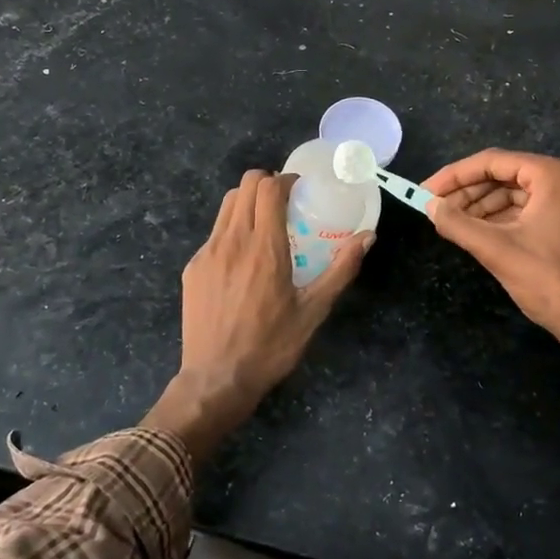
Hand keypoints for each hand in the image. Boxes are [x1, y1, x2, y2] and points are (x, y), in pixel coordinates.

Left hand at [144, 171, 369, 460]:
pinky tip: (242, 261)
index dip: (285, 180)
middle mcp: (232, 240)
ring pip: (226, 206)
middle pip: (244, 186)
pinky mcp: (192, 268)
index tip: (299, 189)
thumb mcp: (314, 310)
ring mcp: (207, 253)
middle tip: (284, 203)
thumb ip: (341, 269)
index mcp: (264, 247)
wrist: (217, 379)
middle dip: (266, 184)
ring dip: (247, 203)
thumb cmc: (271, 346)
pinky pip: (214, 234)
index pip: (268, 187)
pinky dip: (231, 231)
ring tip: (264, 226)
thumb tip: (367, 237)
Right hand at [424, 148, 559, 352]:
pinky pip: (529, 209)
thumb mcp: (497, 250)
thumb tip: (429, 206)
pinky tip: (477, 232)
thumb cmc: (551, 281)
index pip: (493, 162)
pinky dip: (502, 218)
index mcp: (553, 175)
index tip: (425, 191)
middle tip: (435, 209)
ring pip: (516, 193)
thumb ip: (458, 223)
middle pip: (505, 175)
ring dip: (482, 206)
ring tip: (451, 222)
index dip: (454, 176)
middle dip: (468, 192)